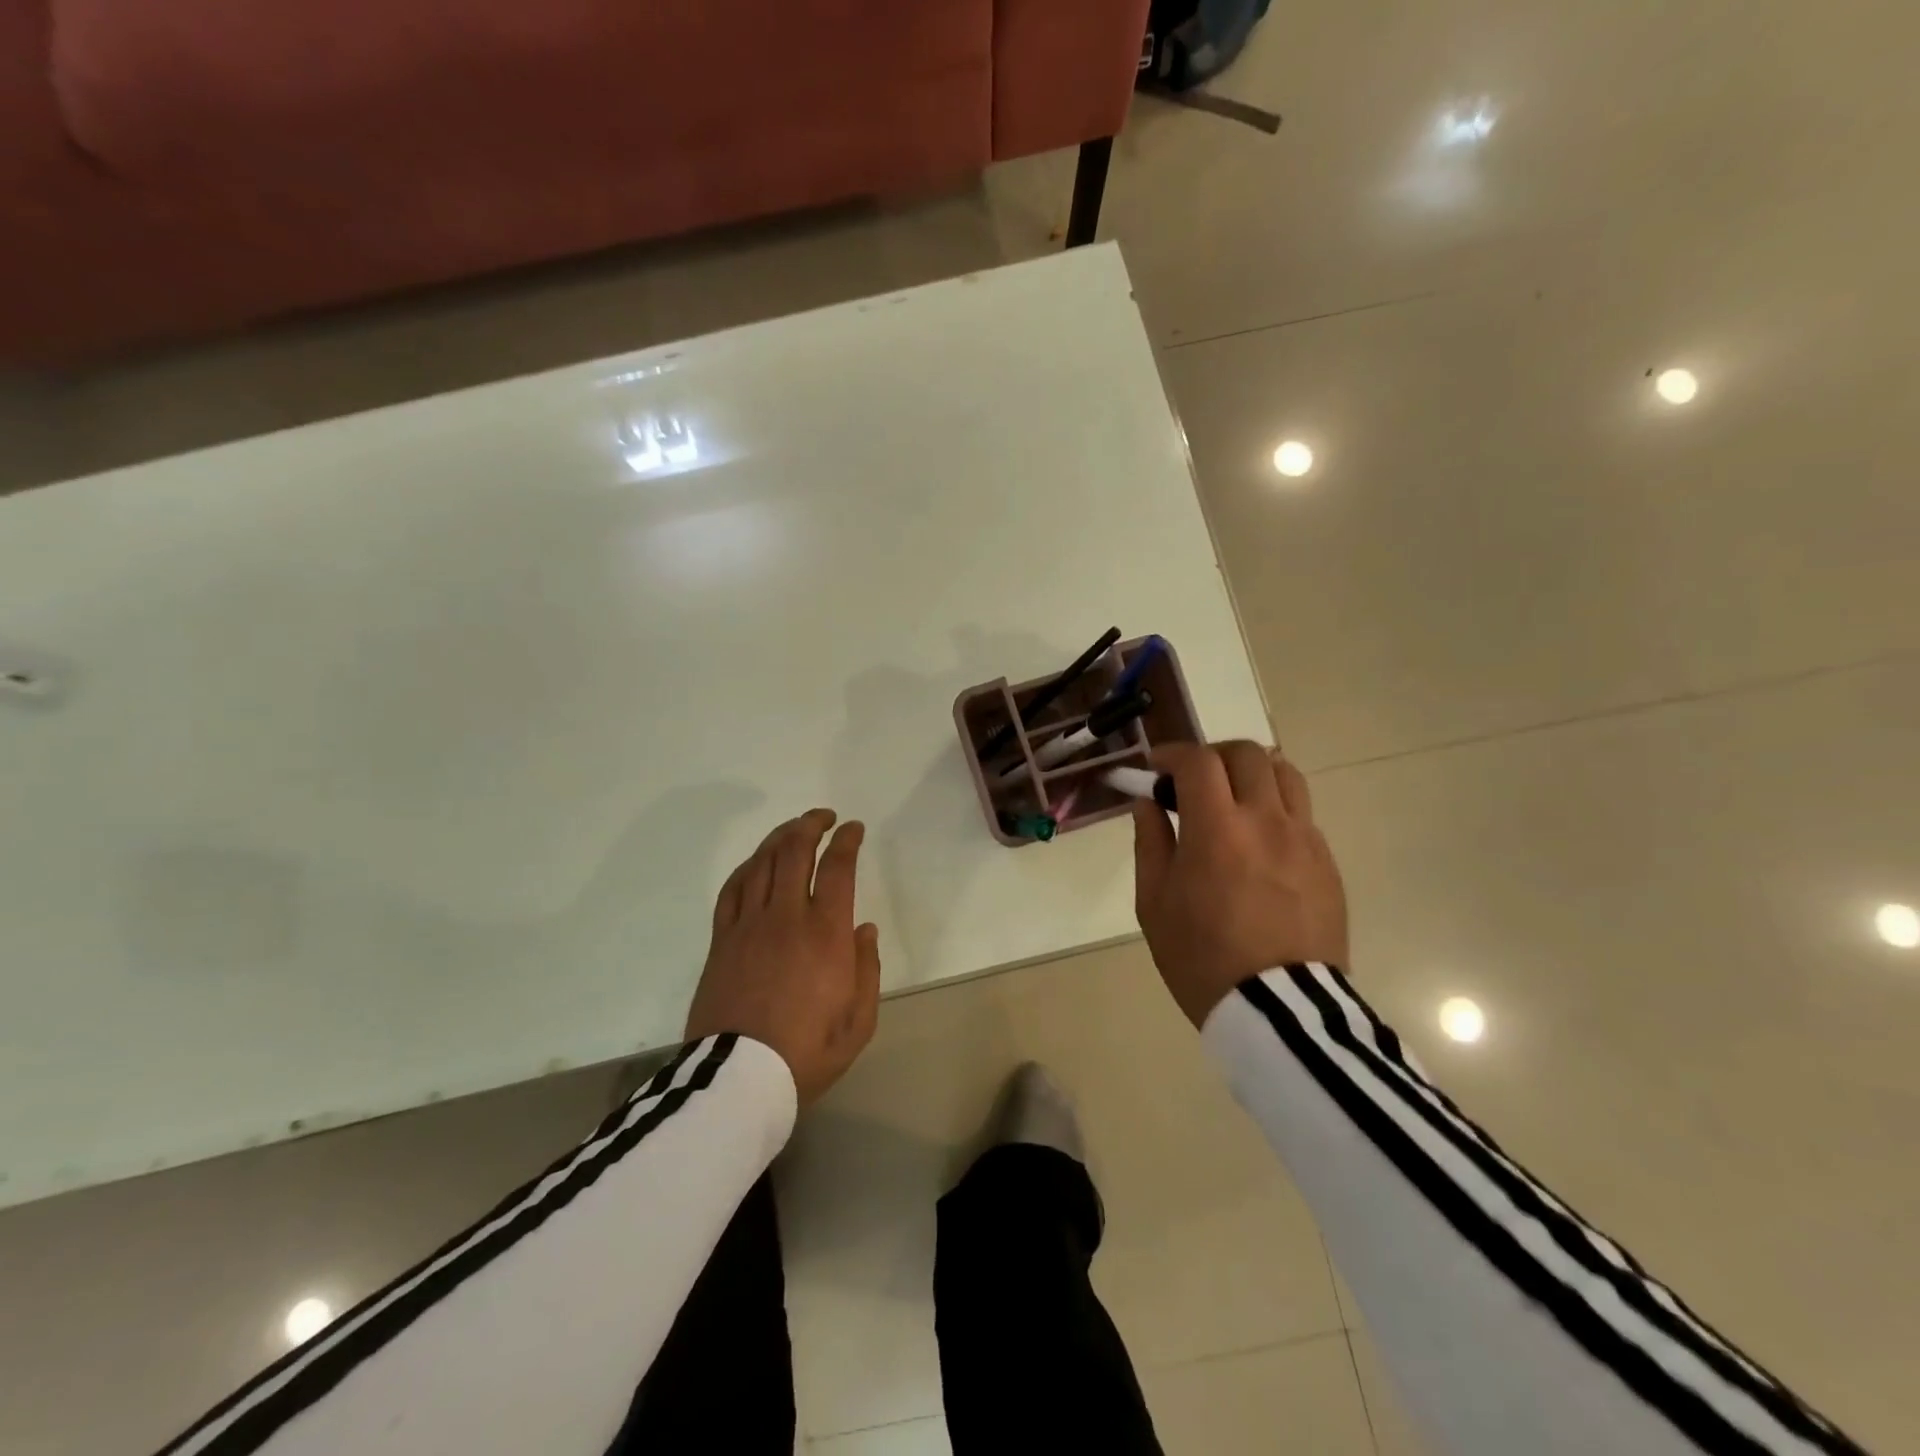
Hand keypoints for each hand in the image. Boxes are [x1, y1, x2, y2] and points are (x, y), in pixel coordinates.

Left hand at [685, 808, 881, 1107]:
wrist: (738, 1079)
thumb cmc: (807, 1052)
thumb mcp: (859, 1021)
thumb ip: (867, 969)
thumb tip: (863, 928)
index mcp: (825, 933)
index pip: (837, 867)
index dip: (846, 840)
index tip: (853, 829)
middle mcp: (786, 917)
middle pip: (794, 851)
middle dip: (811, 824)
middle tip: (824, 817)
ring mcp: (748, 925)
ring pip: (762, 862)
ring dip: (780, 837)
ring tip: (794, 829)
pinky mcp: (722, 940)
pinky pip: (733, 889)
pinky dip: (748, 866)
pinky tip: (757, 862)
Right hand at [1132, 741, 1348, 1028]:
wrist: (1279, 1010)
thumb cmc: (1201, 957)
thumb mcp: (1154, 902)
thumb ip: (1150, 841)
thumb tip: (1148, 802)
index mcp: (1217, 829)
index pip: (1197, 761)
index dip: (1172, 753)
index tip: (1156, 768)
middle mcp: (1266, 820)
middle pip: (1246, 753)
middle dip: (1213, 755)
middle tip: (1192, 779)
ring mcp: (1304, 838)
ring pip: (1284, 773)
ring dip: (1252, 772)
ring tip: (1233, 797)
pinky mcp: (1327, 861)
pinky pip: (1302, 813)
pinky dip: (1275, 807)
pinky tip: (1259, 839)